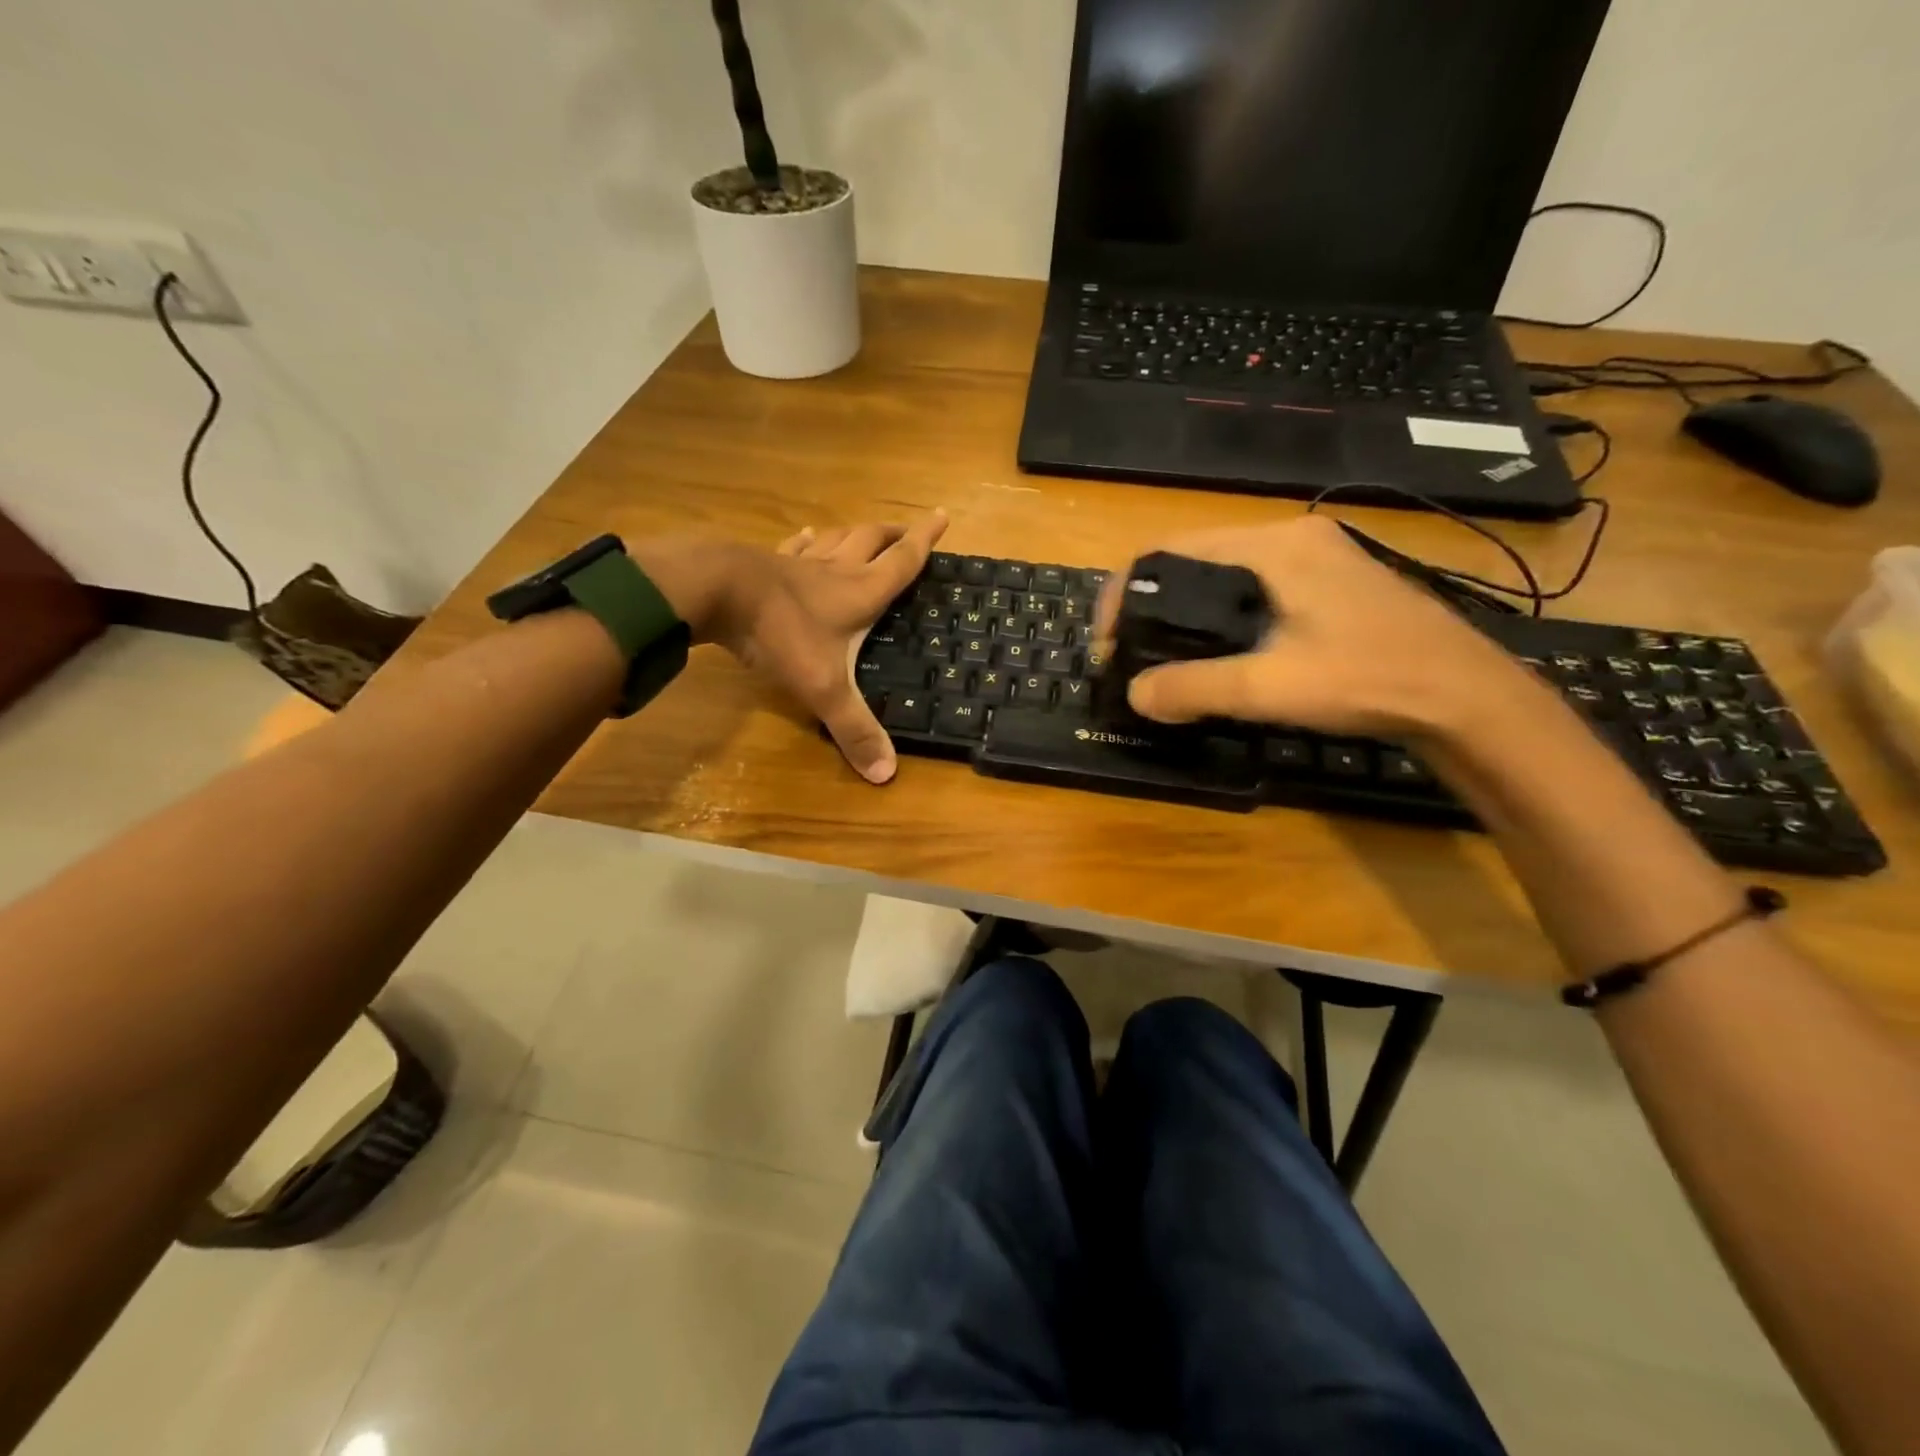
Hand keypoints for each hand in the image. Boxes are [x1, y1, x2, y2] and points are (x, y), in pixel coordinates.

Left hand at [714, 511, 947, 782]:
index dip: (925, 540)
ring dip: (855, 534)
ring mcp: (799, 564)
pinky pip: (795, 547)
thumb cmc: (781, 634)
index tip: (943, 516)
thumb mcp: (823, 687)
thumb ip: (853, 729)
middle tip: (907, 529)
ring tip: (865, 532)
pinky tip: (806, 538)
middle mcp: (836, 570)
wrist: (715, 591)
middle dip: (894, 534)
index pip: (902, 561)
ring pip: (836, 539)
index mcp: (860, 592)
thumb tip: (887, 774)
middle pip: (872, 540)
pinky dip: (807, 542)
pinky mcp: (767, 563)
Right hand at [1095, 515, 1526, 742]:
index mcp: (1273, 546)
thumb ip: (1195, 688)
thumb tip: (1135, 694)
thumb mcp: (1271, 687)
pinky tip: (1217, 656)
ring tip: (1163, 658)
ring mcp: (1315, 560)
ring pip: (1222, 578)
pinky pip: (1252, 592)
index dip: (1125, 592)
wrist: (1467, 698)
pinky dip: (1219, 619)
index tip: (1107, 641)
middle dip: (1151, 605)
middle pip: (1193, 560)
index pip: (1170, 549)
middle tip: (1130, 653)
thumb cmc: (1370, 678)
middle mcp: (1290, 539)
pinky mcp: (1329, 585)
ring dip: (1184, 614)